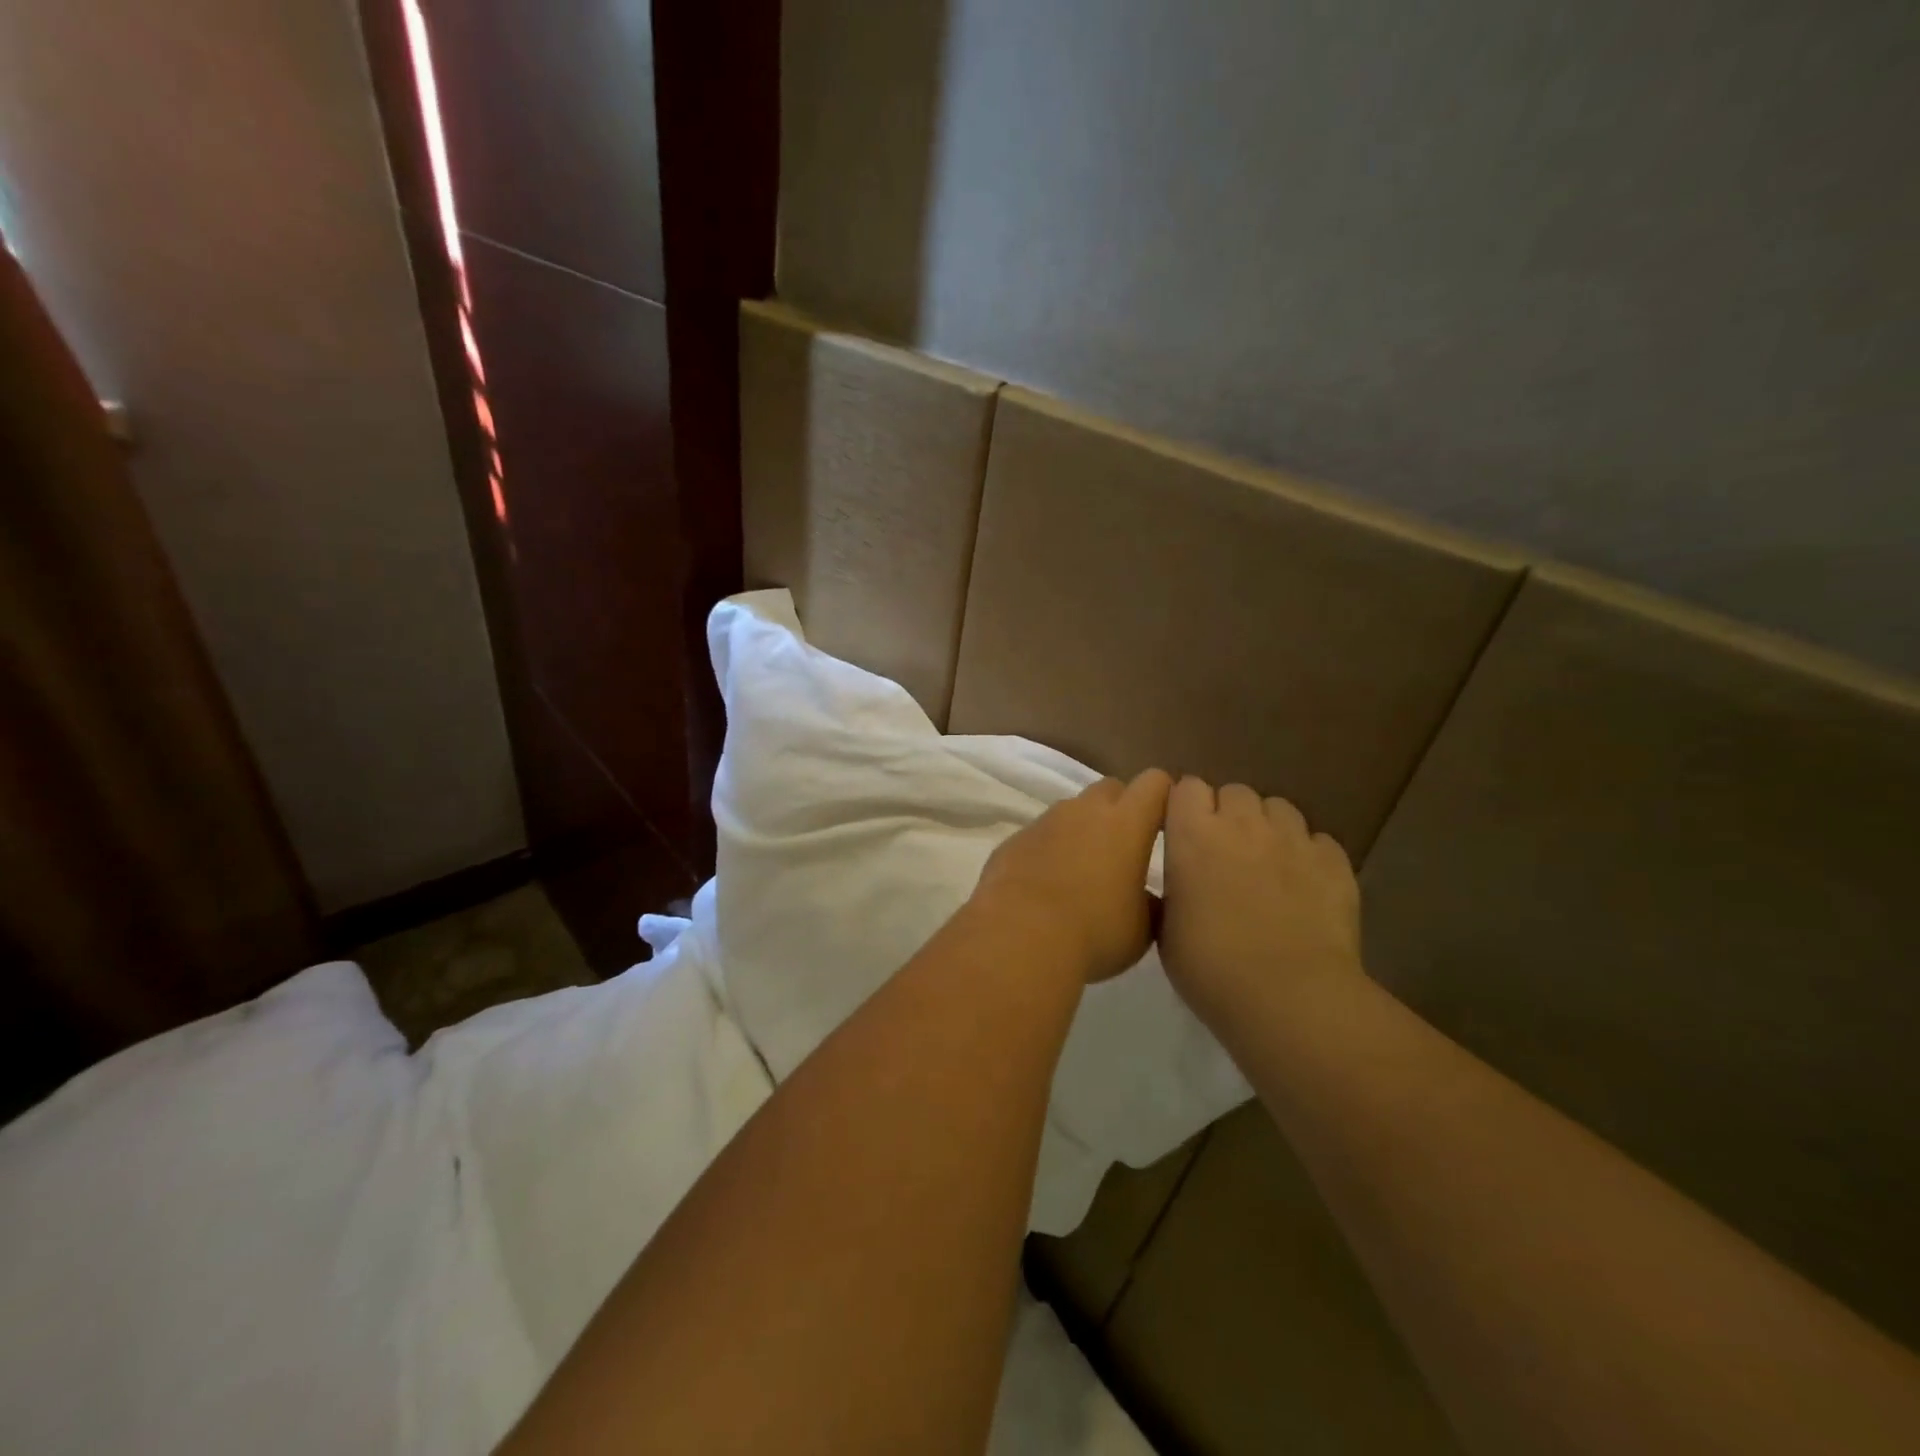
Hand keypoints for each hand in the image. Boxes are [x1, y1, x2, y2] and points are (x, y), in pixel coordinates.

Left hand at [972, 769, 1173, 982]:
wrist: (1019, 938)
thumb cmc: (1094, 933)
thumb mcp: (1142, 929)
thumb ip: (1152, 903)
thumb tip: (1149, 899)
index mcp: (1126, 823)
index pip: (1154, 783)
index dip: (1164, 796)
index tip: (1168, 822)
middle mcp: (1084, 811)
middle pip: (1110, 788)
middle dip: (1122, 808)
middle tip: (1125, 848)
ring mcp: (1044, 822)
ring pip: (1072, 811)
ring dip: (1082, 829)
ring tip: (1083, 871)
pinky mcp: (1014, 840)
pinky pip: (1040, 835)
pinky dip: (1049, 850)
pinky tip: (1046, 885)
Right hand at [1159, 777, 1362, 1023]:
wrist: (1290, 997)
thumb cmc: (1211, 969)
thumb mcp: (1166, 931)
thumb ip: (1172, 892)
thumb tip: (1179, 881)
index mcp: (1193, 835)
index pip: (1187, 787)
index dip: (1185, 807)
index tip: (1184, 834)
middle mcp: (1243, 824)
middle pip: (1234, 791)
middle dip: (1228, 813)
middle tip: (1225, 853)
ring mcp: (1293, 839)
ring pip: (1278, 808)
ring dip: (1268, 827)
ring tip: (1267, 864)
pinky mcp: (1334, 861)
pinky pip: (1318, 841)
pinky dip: (1308, 855)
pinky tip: (1305, 886)